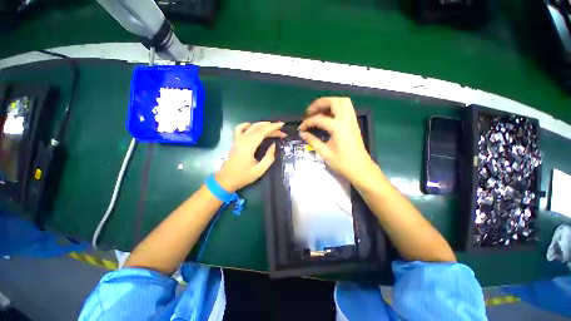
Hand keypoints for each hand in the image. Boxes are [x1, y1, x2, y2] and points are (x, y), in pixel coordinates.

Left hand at [215, 122, 285, 191]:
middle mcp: (242, 140)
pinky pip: (240, 128)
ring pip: (251, 127)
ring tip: (272, 127)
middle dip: (271, 127)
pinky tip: (253, 126)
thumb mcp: (260, 170)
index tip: (282, 125)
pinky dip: (248, 125)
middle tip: (281, 131)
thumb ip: (269, 157)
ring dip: (262, 125)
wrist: (226, 180)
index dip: (273, 127)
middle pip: (258, 128)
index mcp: (249, 146)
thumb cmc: (243, 176)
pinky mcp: (235, 141)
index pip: (262, 132)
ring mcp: (237, 139)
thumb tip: (273, 145)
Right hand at [298, 97, 373, 181]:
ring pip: (342, 101)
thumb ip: (312, 141)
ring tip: (319, 110)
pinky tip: (329, 115)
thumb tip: (302, 134)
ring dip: (329, 102)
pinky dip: (336, 106)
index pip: (319, 119)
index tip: (300, 128)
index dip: (307, 122)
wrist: (360, 169)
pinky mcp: (354, 123)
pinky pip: (346, 107)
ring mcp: (352, 120)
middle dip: (319, 103)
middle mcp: (346, 119)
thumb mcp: (325, 153)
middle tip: (309, 112)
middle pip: (333, 101)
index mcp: (338, 127)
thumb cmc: (342, 163)